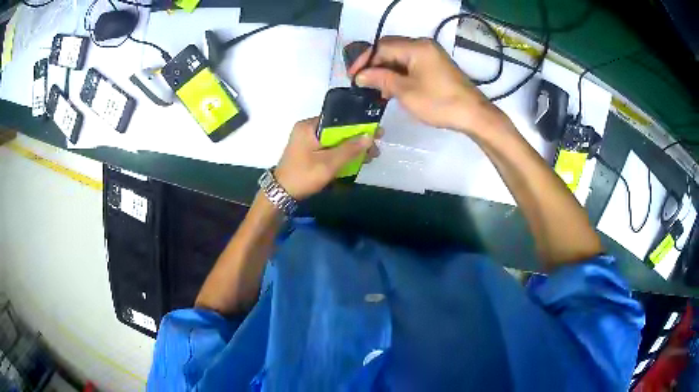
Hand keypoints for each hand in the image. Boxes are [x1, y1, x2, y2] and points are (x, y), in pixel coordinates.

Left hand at [274, 117, 380, 199]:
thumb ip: (350, 149)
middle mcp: (307, 129)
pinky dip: (341, 154)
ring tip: (369, 157)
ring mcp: (307, 141)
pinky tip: (355, 161)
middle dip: (357, 139)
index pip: (338, 119)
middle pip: (338, 130)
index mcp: (309, 126)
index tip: (376, 132)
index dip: (359, 125)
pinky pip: (329, 148)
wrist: (281, 194)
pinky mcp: (308, 152)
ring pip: (335, 140)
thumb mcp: (329, 163)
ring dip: (351, 148)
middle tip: (374, 149)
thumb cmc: (304, 176)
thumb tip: (370, 136)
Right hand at [349, 36, 503, 133]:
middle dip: (374, 64)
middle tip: (362, 82)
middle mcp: (423, 45)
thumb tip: (360, 76)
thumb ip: (381, 79)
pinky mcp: (436, 65)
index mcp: (416, 47)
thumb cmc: (439, 102)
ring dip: (386, 70)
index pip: (382, 47)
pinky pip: (411, 63)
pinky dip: (399, 73)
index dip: (364, 60)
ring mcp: (431, 54)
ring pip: (400, 57)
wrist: (473, 115)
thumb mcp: (406, 91)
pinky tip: (392, 87)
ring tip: (375, 88)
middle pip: (390, 49)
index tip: (353, 77)